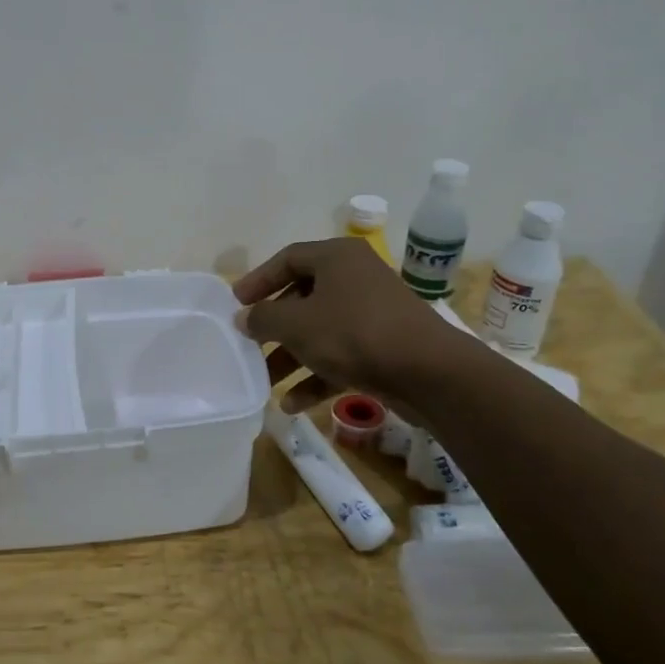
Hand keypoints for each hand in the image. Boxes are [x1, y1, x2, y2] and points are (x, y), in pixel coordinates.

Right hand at [234, 238, 471, 412]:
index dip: (258, 280)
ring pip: (320, 331)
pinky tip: (294, 405)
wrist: (428, 372)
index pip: (287, 258)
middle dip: (273, 327)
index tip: (235, 303)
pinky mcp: (384, 346)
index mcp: (336, 258)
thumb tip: (243, 318)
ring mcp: (372, 313)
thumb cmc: (353, 333)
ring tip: (265, 383)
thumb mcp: (296, 324)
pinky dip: (317, 376)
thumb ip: (262, 318)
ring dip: (291, 357)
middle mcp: (355, 278)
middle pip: (302, 297)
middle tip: (249, 344)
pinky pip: (341, 356)